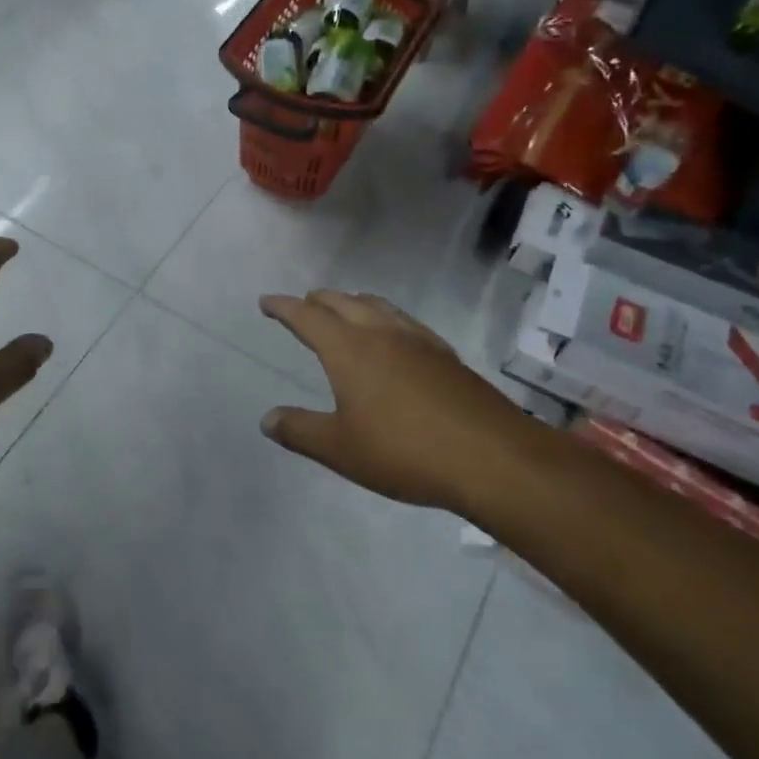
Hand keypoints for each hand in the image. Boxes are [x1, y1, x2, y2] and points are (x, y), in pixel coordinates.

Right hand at [258, 290, 522, 511]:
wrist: (492, 458)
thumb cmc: (404, 452)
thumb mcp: (340, 449)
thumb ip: (300, 431)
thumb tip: (267, 419)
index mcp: (349, 350)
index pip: (307, 317)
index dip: (283, 307)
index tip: (266, 302)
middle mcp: (382, 334)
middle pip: (343, 302)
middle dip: (318, 300)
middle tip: (303, 306)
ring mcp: (419, 341)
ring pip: (378, 306)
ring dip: (353, 303)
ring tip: (344, 311)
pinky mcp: (446, 355)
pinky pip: (405, 321)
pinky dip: (385, 318)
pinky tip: (395, 338)